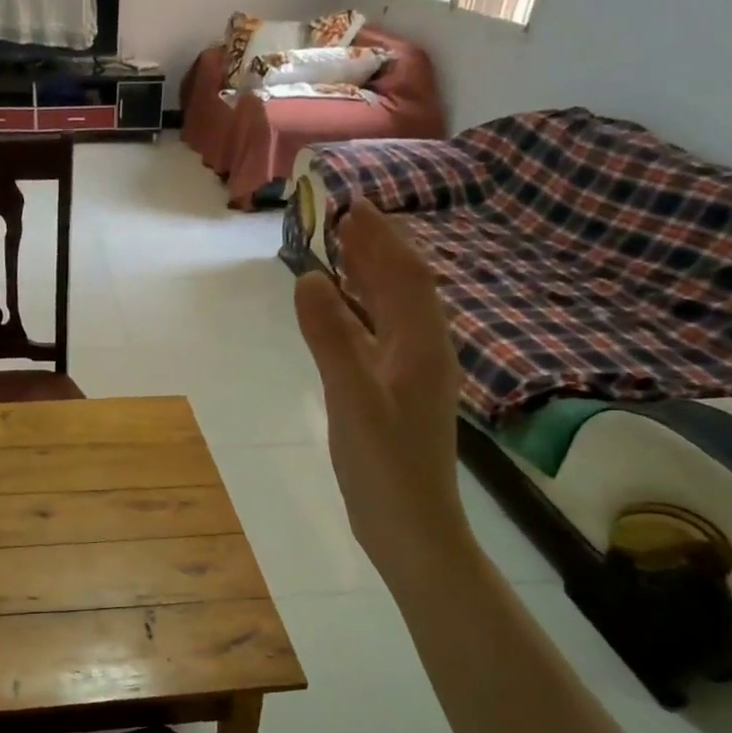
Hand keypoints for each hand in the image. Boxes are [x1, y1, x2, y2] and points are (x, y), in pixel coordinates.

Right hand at [293, 208, 469, 574]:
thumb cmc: (384, 464)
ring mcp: (409, 376)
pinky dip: (358, 316)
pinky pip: (377, 339)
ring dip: (369, 280)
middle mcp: (422, 352)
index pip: (406, 276)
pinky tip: (340, 316)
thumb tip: (309, 278)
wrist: (410, 526)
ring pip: (391, 314)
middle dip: (377, 251)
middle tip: (344, 219)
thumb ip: (330, 337)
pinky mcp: (393, 396)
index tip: (355, 205)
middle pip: (403, 289)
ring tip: (340, 254)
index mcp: (421, 346)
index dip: (382, 239)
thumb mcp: (352, 398)